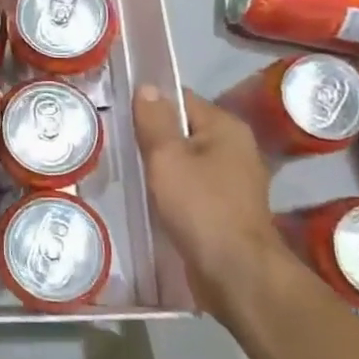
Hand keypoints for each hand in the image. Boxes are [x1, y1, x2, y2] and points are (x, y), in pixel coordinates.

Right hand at [134, 86, 284, 318]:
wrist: (236, 272)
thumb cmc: (200, 206)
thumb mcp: (167, 157)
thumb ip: (154, 120)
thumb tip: (147, 87)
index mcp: (226, 127)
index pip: (181, 99)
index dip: (150, 105)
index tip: (122, 118)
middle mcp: (237, 148)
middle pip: (185, 130)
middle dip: (155, 139)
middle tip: (121, 148)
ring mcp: (235, 181)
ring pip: (188, 162)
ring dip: (163, 168)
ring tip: (132, 175)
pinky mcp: (228, 209)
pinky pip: (194, 188)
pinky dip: (175, 191)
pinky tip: (154, 201)